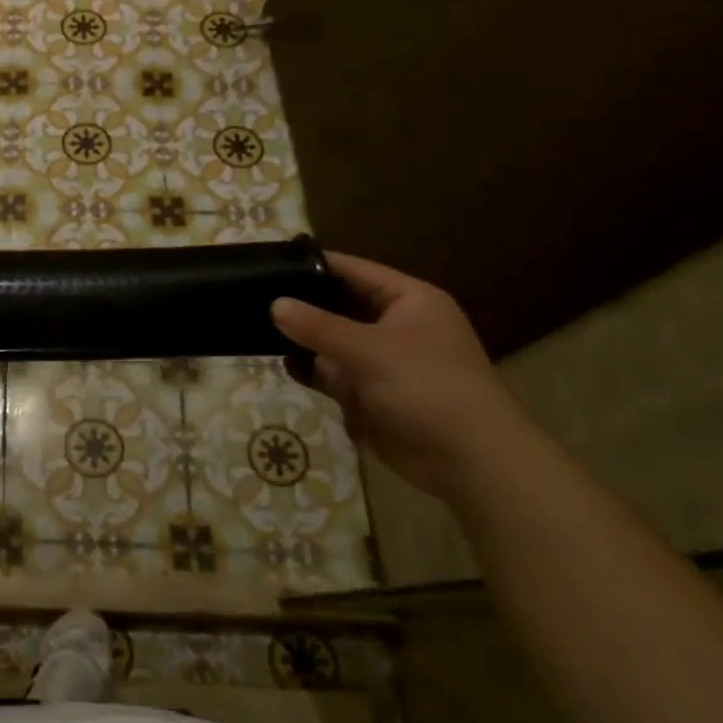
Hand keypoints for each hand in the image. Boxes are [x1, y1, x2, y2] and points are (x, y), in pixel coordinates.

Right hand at [271, 253, 526, 498]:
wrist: (468, 461)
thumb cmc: (429, 388)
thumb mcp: (371, 350)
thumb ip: (319, 327)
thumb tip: (274, 304)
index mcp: (409, 301)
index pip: (354, 271)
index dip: (315, 265)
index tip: (271, 261)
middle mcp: (394, 325)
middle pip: (338, 305)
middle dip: (302, 305)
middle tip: (254, 294)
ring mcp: (381, 360)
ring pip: (330, 341)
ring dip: (302, 340)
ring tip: (256, 328)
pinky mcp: (369, 392)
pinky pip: (332, 372)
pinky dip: (310, 369)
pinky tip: (283, 364)